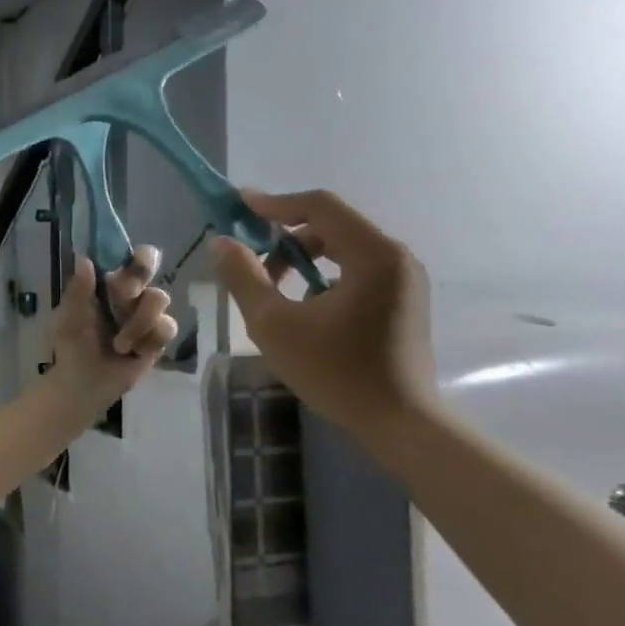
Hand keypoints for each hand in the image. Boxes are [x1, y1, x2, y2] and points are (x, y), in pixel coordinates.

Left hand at [48, 246, 177, 408]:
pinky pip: (166, 328)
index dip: (133, 255)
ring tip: (118, 345)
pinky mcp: (158, 338)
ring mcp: (148, 314)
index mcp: (109, 283)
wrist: (83, 383)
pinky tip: (133, 353)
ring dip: (138, 322)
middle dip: (135, 282)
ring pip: (160, 298)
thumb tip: (83, 258)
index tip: (124, 267)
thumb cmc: (72, 345)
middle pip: (151, 267)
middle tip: (122, 296)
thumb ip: (78, 289)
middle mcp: (132, 294)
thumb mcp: (69, 317)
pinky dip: (147, 341)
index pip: (130, 256)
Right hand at [208, 189, 437, 449]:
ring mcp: (403, 280)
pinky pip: (356, 269)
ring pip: (343, 248)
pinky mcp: (402, 300)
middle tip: (248, 258)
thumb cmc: (334, 371)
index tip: (237, 206)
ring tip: (270, 286)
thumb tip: (221, 242)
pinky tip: (299, 303)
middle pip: (332, 225)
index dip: (274, 203)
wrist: (397, 422)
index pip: (320, 206)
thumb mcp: (274, 324)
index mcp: (372, 255)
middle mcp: (395, 257)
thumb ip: (244, 277)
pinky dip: (322, 273)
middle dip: (284, 236)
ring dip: (301, 257)